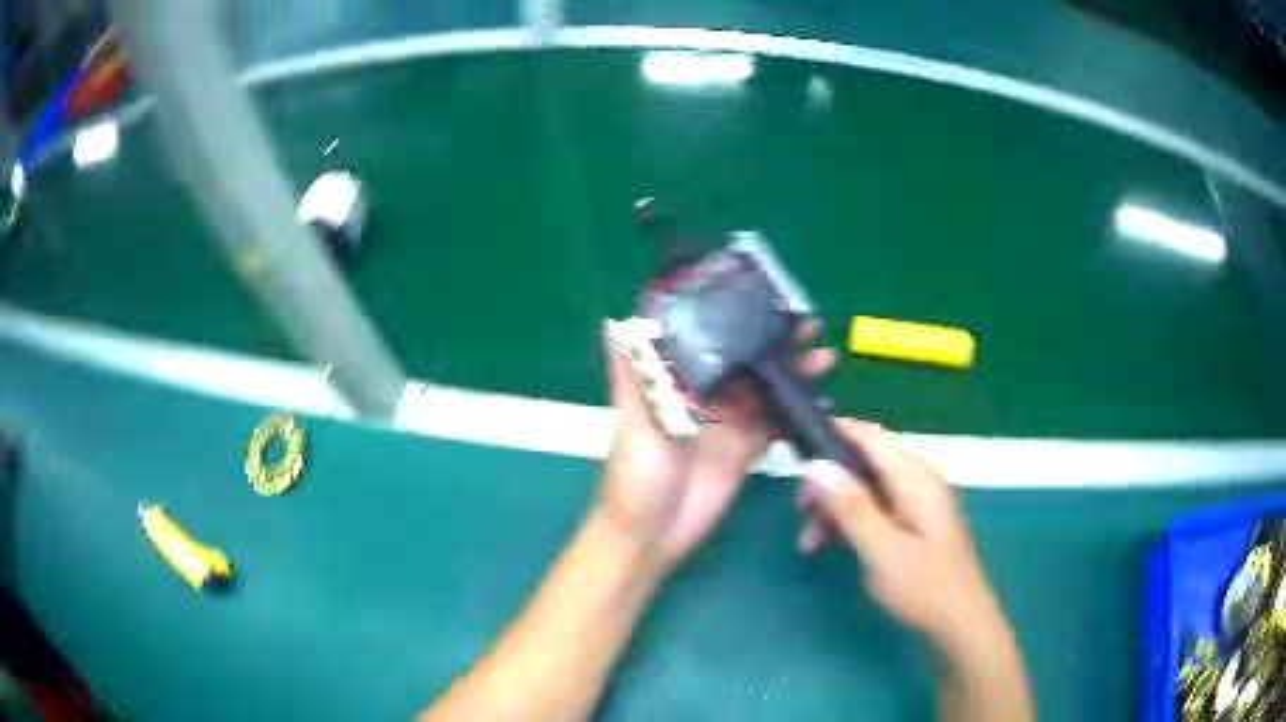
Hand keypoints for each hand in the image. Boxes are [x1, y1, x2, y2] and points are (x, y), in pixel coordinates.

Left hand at [597, 321, 833, 572]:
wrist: (649, 537)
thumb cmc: (634, 478)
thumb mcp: (631, 423)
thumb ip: (630, 377)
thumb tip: (612, 324)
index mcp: (678, 383)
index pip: (711, 341)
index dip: (736, 320)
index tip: (763, 301)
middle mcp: (706, 397)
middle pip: (746, 362)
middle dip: (775, 343)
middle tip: (809, 325)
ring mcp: (728, 424)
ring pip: (766, 390)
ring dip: (793, 374)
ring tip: (825, 357)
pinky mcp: (746, 452)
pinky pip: (775, 427)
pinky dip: (795, 414)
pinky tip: (822, 402)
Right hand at [798, 420, 1002, 650]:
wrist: (959, 621)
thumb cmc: (923, 587)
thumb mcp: (881, 550)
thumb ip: (851, 507)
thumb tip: (816, 466)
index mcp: (916, 480)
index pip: (873, 437)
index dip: (837, 433)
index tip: (799, 448)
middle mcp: (919, 481)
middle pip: (867, 463)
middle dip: (830, 482)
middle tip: (801, 510)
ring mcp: (918, 502)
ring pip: (867, 488)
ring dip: (837, 507)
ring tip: (809, 541)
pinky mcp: (915, 521)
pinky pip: (877, 507)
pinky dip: (852, 520)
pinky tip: (832, 544)